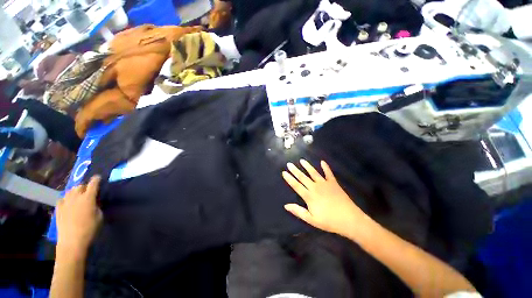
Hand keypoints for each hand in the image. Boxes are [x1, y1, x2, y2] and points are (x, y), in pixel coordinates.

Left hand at [56, 176, 102, 254]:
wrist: (72, 241)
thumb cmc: (90, 228)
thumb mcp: (99, 216)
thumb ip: (97, 206)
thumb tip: (94, 202)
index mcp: (88, 198)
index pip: (93, 184)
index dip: (96, 179)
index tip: (98, 177)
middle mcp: (76, 197)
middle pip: (80, 186)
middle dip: (85, 187)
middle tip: (88, 192)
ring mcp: (65, 202)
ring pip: (70, 191)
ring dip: (75, 192)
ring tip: (78, 196)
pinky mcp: (58, 208)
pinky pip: (62, 199)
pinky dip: (66, 199)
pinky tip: (68, 203)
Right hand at [282, 160, 365, 236]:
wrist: (349, 219)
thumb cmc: (329, 221)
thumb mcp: (311, 220)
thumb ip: (298, 211)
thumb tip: (286, 205)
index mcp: (309, 196)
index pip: (296, 185)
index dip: (289, 179)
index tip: (284, 172)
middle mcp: (315, 187)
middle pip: (303, 177)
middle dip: (295, 170)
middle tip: (289, 163)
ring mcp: (325, 184)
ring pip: (313, 173)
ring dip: (307, 166)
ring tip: (301, 160)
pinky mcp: (333, 183)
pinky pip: (328, 173)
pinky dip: (325, 167)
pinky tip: (322, 162)